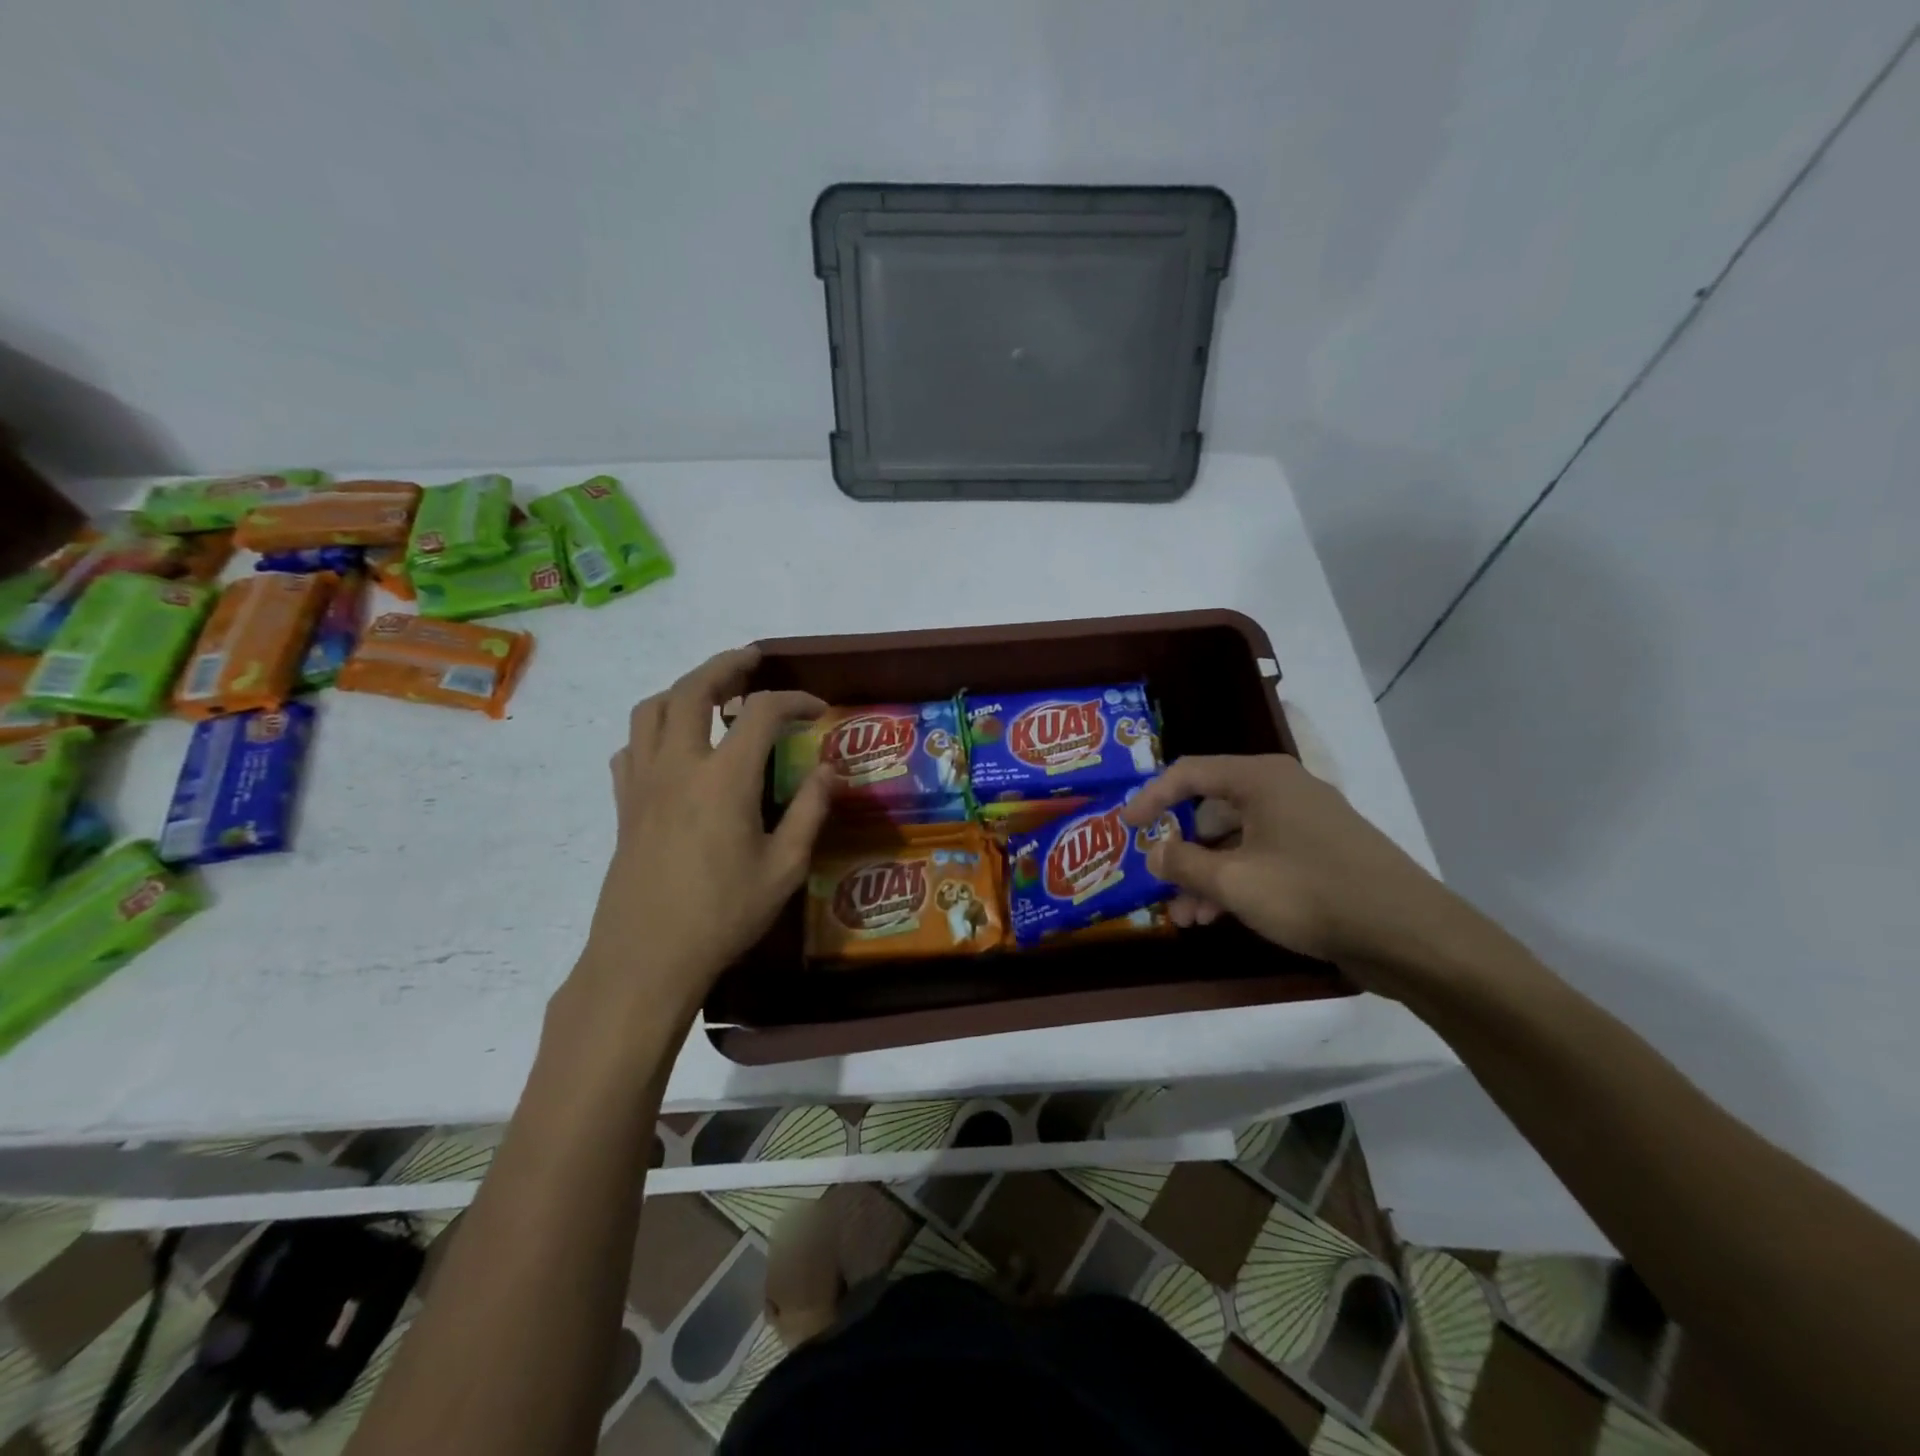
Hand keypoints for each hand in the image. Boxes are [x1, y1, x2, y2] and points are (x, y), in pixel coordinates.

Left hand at [572, 647, 830, 1025]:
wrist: (646, 959)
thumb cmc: (722, 916)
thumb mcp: (784, 868)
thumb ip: (809, 812)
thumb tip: (830, 772)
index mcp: (724, 779)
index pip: (761, 712)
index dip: (794, 699)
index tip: (818, 709)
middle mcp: (678, 766)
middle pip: (692, 689)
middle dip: (726, 665)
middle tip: (753, 662)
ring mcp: (643, 783)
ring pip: (650, 709)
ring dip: (683, 689)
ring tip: (711, 696)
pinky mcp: (624, 805)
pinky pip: (631, 748)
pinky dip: (653, 731)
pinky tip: (673, 749)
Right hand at [1119, 754, 1467, 982]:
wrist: (1409, 935)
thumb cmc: (1311, 894)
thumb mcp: (1233, 881)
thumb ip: (1183, 863)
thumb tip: (1153, 851)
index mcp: (1260, 779)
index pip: (1189, 773)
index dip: (1151, 798)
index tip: (1124, 826)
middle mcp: (1282, 791)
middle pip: (1212, 809)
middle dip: (1181, 849)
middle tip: (1157, 879)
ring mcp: (1305, 823)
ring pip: (1237, 841)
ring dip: (1206, 875)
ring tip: (1185, 915)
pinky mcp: (1321, 855)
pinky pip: (1263, 858)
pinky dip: (1236, 882)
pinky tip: (1217, 918)